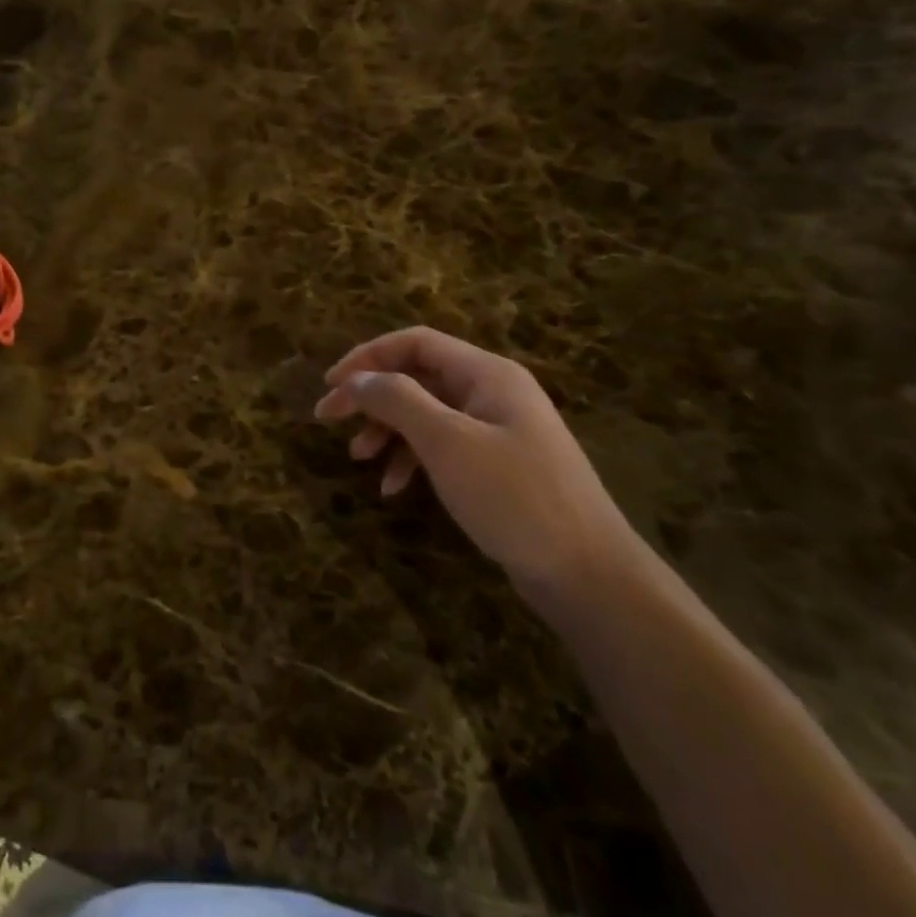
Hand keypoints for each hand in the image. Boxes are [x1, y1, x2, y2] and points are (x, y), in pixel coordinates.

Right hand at [314, 327, 644, 605]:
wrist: (588, 573)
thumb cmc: (514, 496)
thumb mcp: (446, 442)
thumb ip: (397, 400)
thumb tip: (356, 379)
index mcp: (486, 374)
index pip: (415, 343)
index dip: (367, 357)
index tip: (330, 384)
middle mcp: (492, 392)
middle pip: (417, 377)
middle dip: (371, 397)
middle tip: (328, 419)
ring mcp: (498, 430)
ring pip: (426, 414)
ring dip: (387, 430)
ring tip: (358, 459)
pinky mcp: (498, 466)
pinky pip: (444, 447)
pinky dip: (413, 460)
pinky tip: (394, 488)